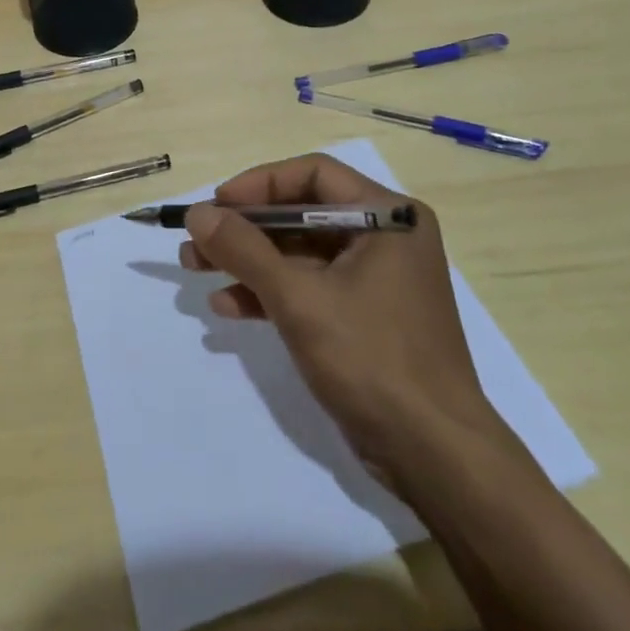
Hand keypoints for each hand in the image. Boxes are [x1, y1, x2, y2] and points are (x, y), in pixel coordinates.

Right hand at [180, 153, 498, 484]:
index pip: (314, 174)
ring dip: (248, 261)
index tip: (216, 205)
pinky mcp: (363, 316)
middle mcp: (384, 237)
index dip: (259, 184)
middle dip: (245, 229)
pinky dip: (270, 293)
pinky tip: (228, 306)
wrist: (433, 456)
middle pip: (302, 214)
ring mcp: (374, 279)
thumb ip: (244, 250)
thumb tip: (198, 213)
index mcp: (387, 216)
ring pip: (300, 253)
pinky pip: (309, 287)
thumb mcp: (300, 299)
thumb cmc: (372, 359)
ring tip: (196, 269)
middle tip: (197, 240)